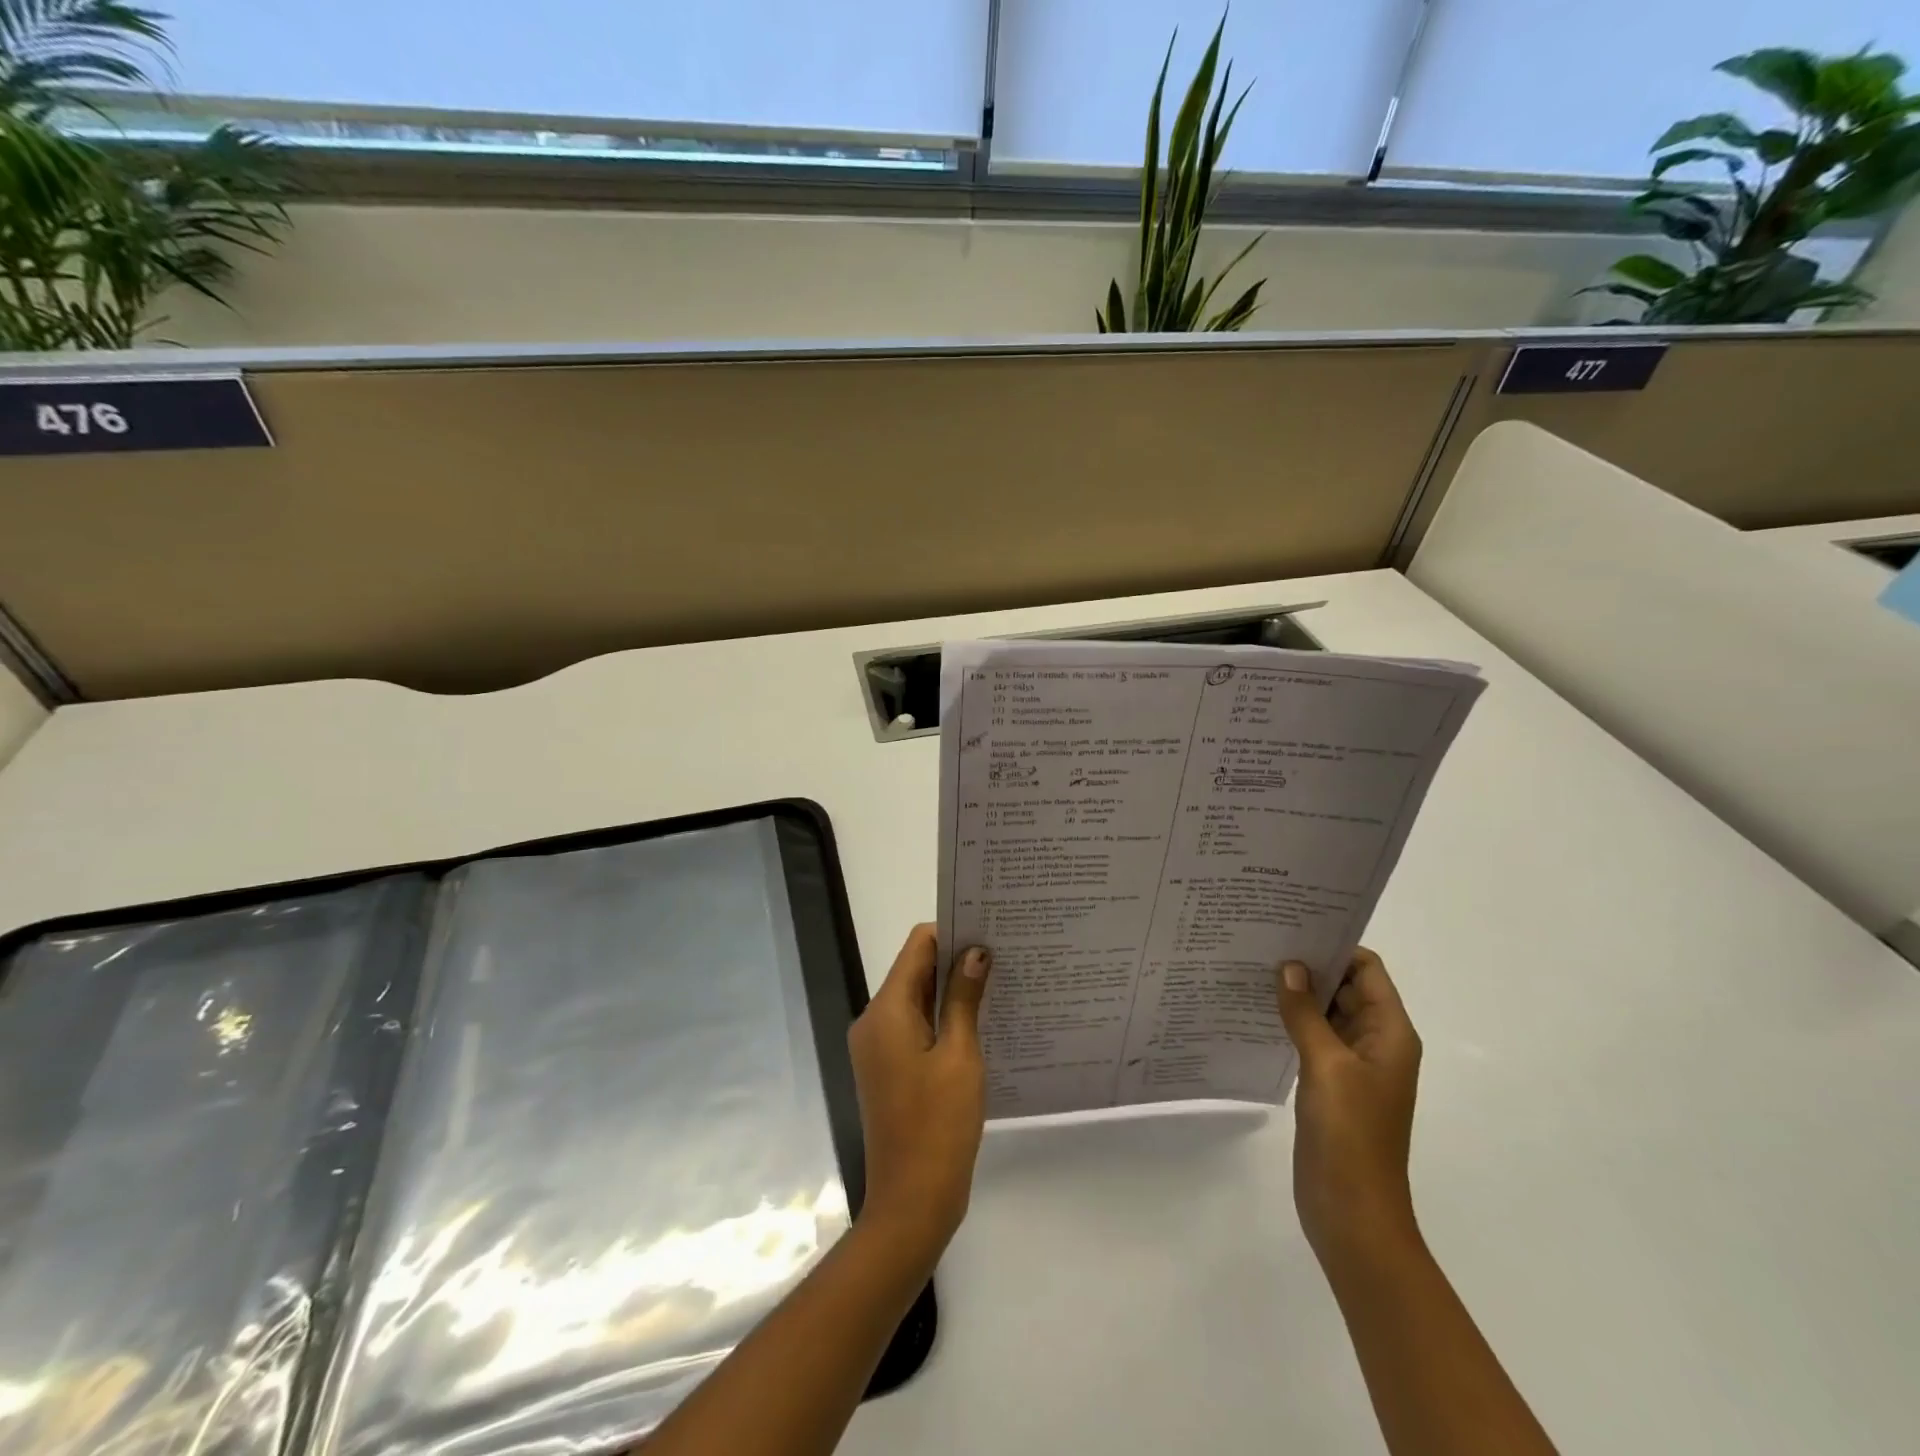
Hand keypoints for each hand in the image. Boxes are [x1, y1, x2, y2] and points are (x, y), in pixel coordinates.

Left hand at [848, 924, 991, 1263]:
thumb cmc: (939, 1126)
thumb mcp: (960, 1056)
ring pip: (917, 999)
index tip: (990, 930)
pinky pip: (915, 1026)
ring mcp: (878, 1047)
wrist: (911, 1203)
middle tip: (1004, 954)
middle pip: (915, 971)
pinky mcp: (887, 1068)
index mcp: (886, 1011)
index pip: (917, 947)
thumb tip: (976, 951)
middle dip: (955, 960)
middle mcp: (874, 1021)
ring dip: (951, 990)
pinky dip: (943, 1018)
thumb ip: (964, 998)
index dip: (951, 932)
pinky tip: (979, 1021)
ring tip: (999, 982)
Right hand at [1276, 947, 1422, 1272]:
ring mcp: (1353, 1065)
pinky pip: (1312, 1038)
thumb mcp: (1326, 1065)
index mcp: (1390, 1033)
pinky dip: (1291, 1021)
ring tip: (1252, 967)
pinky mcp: (1330, 1084)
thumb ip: (1305, 1013)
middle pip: (1346, 987)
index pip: (1367, 970)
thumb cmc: (1350, 1134)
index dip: (1335, 945)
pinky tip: (1256, 1010)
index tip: (1292, 925)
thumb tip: (1289, 967)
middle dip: (1310, 965)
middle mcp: (1376, 1042)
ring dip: (1297, 993)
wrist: (1352, 1212)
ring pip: (1326, 1012)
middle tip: (1262, 940)